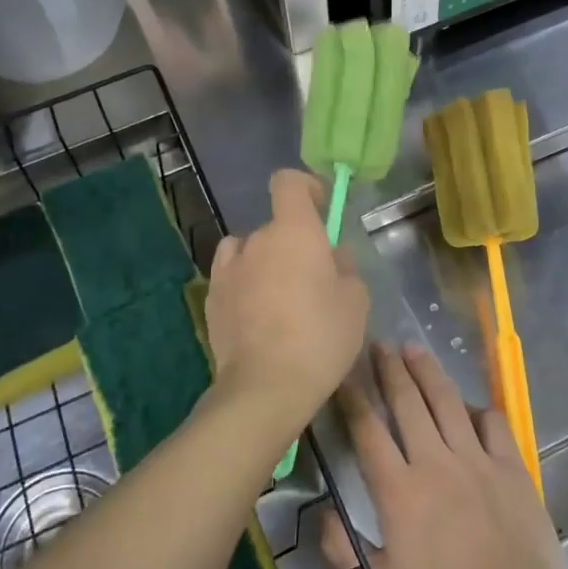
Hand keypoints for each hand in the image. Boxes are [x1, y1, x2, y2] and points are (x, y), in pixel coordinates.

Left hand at [206, 169, 368, 428]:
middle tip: (315, 281)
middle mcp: (256, 240)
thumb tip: (333, 257)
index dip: (306, 187)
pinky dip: (245, 285)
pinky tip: (257, 314)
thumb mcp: (355, 302)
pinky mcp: (212, 298)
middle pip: (276, 227)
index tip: (322, 209)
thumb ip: (346, 268)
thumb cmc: (320, 337)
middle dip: (295, 244)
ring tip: (281, 299)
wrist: (266, 386)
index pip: (288, 182)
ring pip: (251, 251)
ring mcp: (228, 269)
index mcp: (294, 231)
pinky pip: (233, 277)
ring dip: (266, 263)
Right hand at [321, 343, 567, 568]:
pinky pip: (493, 423)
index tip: (343, 374)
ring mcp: (477, 460)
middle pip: (407, 402)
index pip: (368, 431)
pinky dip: (478, 408)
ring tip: (415, 349)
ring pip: (447, 401)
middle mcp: (435, 462)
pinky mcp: (511, 466)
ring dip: (428, 371)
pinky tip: (469, 404)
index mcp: (399, 491)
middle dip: (389, 369)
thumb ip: (344, 553)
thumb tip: (324, 516)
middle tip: (380, 344)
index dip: (352, 398)